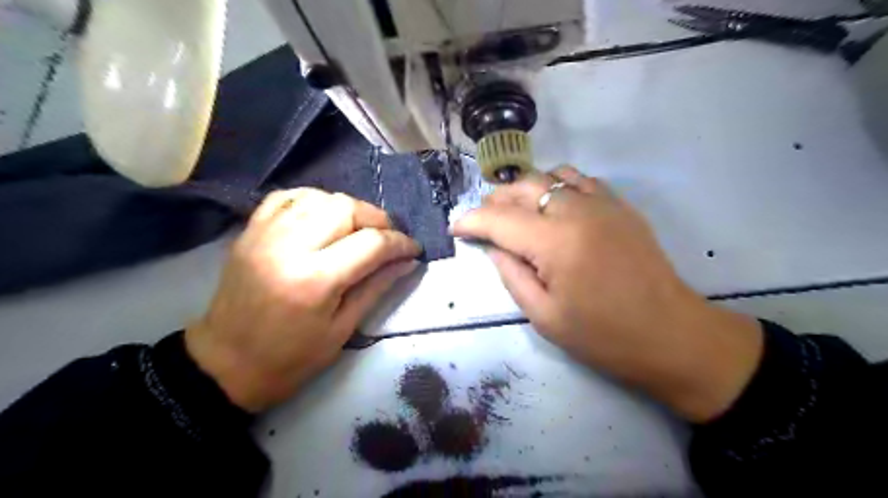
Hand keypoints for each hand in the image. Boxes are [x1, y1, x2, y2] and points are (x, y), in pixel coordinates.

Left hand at [185, 190, 421, 409]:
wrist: (225, 363)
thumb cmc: (291, 358)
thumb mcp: (343, 330)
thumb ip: (377, 288)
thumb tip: (408, 262)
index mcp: (315, 281)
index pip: (371, 243)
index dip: (400, 243)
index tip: (413, 249)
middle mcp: (289, 247)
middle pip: (346, 207)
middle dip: (377, 219)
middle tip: (388, 239)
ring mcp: (265, 234)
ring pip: (321, 197)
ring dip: (349, 208)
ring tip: (359, 230)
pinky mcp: (251, 231)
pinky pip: (289, 197)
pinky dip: (315, 201)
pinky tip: (325, 218)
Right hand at [457, 167, 763, 424]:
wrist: (672, 335)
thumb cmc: (603, 336)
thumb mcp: (543, 316)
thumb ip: (511, 274)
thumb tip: (494, 246)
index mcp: (555, 241)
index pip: (499, 219)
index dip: (471, 220)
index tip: (454, 227)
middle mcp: (577, 210)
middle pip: (523, 187)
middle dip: (495, 201)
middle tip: (482, 221)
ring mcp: (604, 203)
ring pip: (550, 176)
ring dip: (524, 190)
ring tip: (514, 211)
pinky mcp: (621, 206)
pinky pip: (580, 180)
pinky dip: (556, 186)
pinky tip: (552, 207)